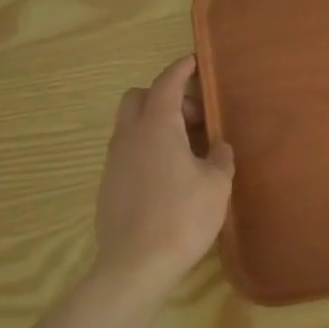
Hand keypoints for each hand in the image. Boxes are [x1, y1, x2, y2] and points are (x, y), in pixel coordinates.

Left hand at [93, 56, 235, 297]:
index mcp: (157, 127)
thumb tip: (217, 146)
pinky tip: (168, 175)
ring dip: (155, 124)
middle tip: (194, 118)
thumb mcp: (217, 184)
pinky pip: (127, 151)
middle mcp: (129, 136)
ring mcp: (114, 161)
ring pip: (130, 125)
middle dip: (164, 96)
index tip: (193, 62)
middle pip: (138, 98)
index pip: (166, 84)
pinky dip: (146, 148)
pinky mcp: (108, 185)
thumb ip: (220, 156)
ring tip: (186, 149)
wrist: (135, 265)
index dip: (180, 69)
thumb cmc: (183, 217)